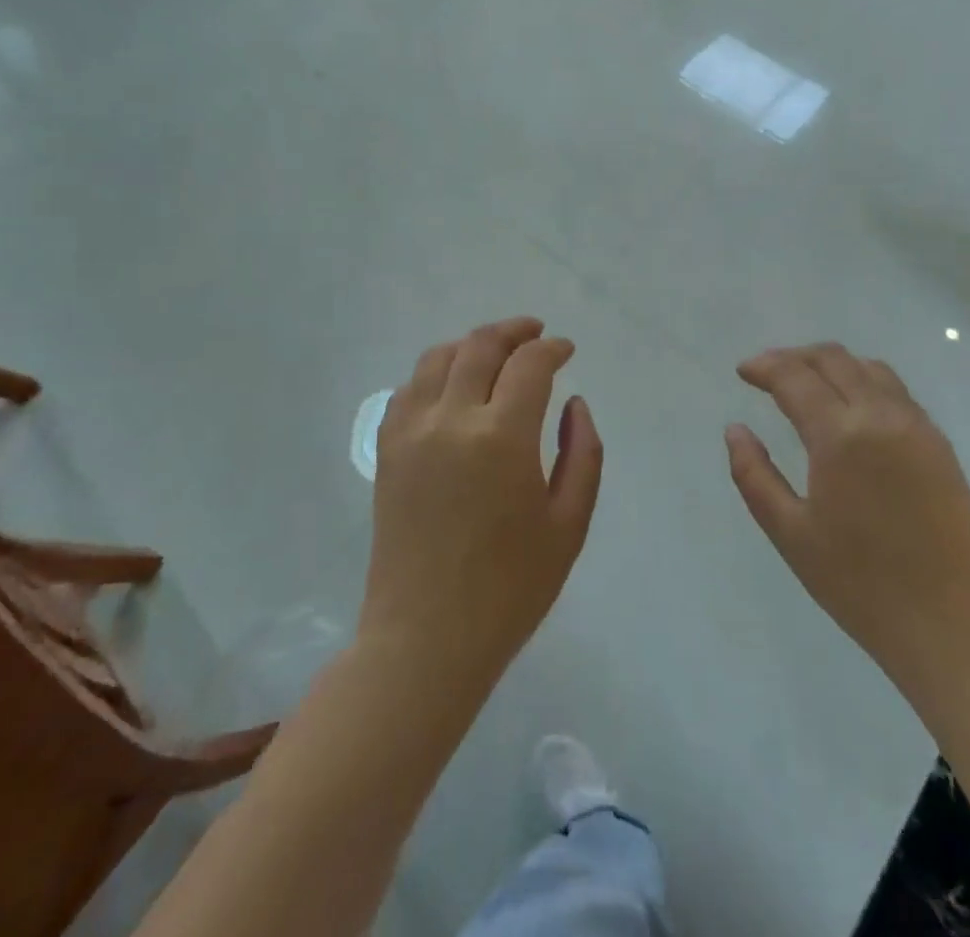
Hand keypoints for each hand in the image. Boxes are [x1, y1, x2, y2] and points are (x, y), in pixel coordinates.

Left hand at [358, 317, 602, 689]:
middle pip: (480, 346)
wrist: (426, 637)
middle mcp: (451, 419)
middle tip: (535, 334)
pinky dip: (435, 372)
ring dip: (471, 344)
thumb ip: (582, 453)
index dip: (552, 348)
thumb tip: (574, 403)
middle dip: (514, 331)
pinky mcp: (387, 449)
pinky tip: (452, 386)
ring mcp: (411, 431)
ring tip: (495, 352)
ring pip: (438, 358)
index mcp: (501, 437)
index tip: (566, 350)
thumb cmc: (510, 589)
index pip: (529, 364)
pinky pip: (409, 388)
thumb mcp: (569, 524)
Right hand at [726, 344, 969, 692]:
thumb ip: (753, 474)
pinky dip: (862, 382)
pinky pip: (895, 391)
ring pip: (868, 368)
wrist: (951, 628)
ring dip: (831, 364)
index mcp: (841, 436)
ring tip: (805, 384)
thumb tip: (735, 429)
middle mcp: (882, 416)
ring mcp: (918, 427)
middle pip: (833, 358)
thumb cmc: (859, 584)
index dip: (764, 367)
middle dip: (794, 357)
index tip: (743, 371)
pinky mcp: (940, 444)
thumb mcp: (789, 533)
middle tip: (767, 373)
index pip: (795, 377)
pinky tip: (848, 409)